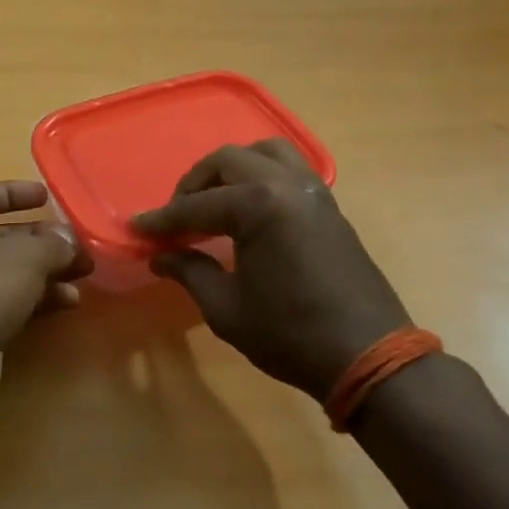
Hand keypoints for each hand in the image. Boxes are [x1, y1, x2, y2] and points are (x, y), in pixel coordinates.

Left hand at [0, 181, 91, 420]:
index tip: (46, 195)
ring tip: (84, 274)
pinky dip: (36, 300)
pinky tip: (68, 302)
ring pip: (6, 273)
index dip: (13, 193)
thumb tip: (69, 242)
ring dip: (45, 272)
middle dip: (41, 240)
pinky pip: (6, 303)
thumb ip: (53, 244)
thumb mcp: (25, 256)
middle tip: (77, 244)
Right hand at [131, 141, 410, 402]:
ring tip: (215, 200)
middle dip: (195, 183)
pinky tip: (250, 209)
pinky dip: (261, 175)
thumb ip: (190, 272)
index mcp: (258, 206)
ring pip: (264, 153)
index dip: (163, 219)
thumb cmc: (291, 335)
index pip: (197, 205)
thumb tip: (160, 256)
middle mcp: (286, 185)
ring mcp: (313, 191)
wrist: (369, 355)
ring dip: (232, 168)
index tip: (139, 228)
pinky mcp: (329, 205)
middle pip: (228, 161)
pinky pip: (289, 169)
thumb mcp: (227, 309)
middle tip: (177, 216)